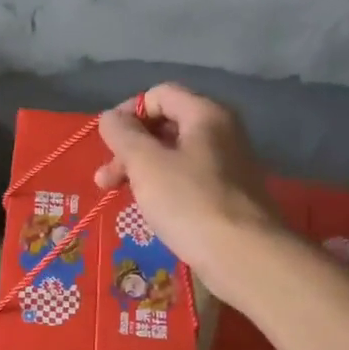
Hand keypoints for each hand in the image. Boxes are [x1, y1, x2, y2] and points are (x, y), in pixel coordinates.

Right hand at [94, 84, 285, 306]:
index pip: (160, 94)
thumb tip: (110, 117)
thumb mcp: (146, 164)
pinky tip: (151, 211)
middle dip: (130, 148)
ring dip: (142, 171)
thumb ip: (123, 135)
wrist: (243, 255)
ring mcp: (229, 165)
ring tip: (119, 197)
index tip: (108, 143)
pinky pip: (189, 180)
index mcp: (205, 114)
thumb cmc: (190, 202)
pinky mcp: (229, 196)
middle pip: (167, 125)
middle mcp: (222, 132)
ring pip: (175, 156)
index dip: (128, 113)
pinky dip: (165, 188)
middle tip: (105, 180)